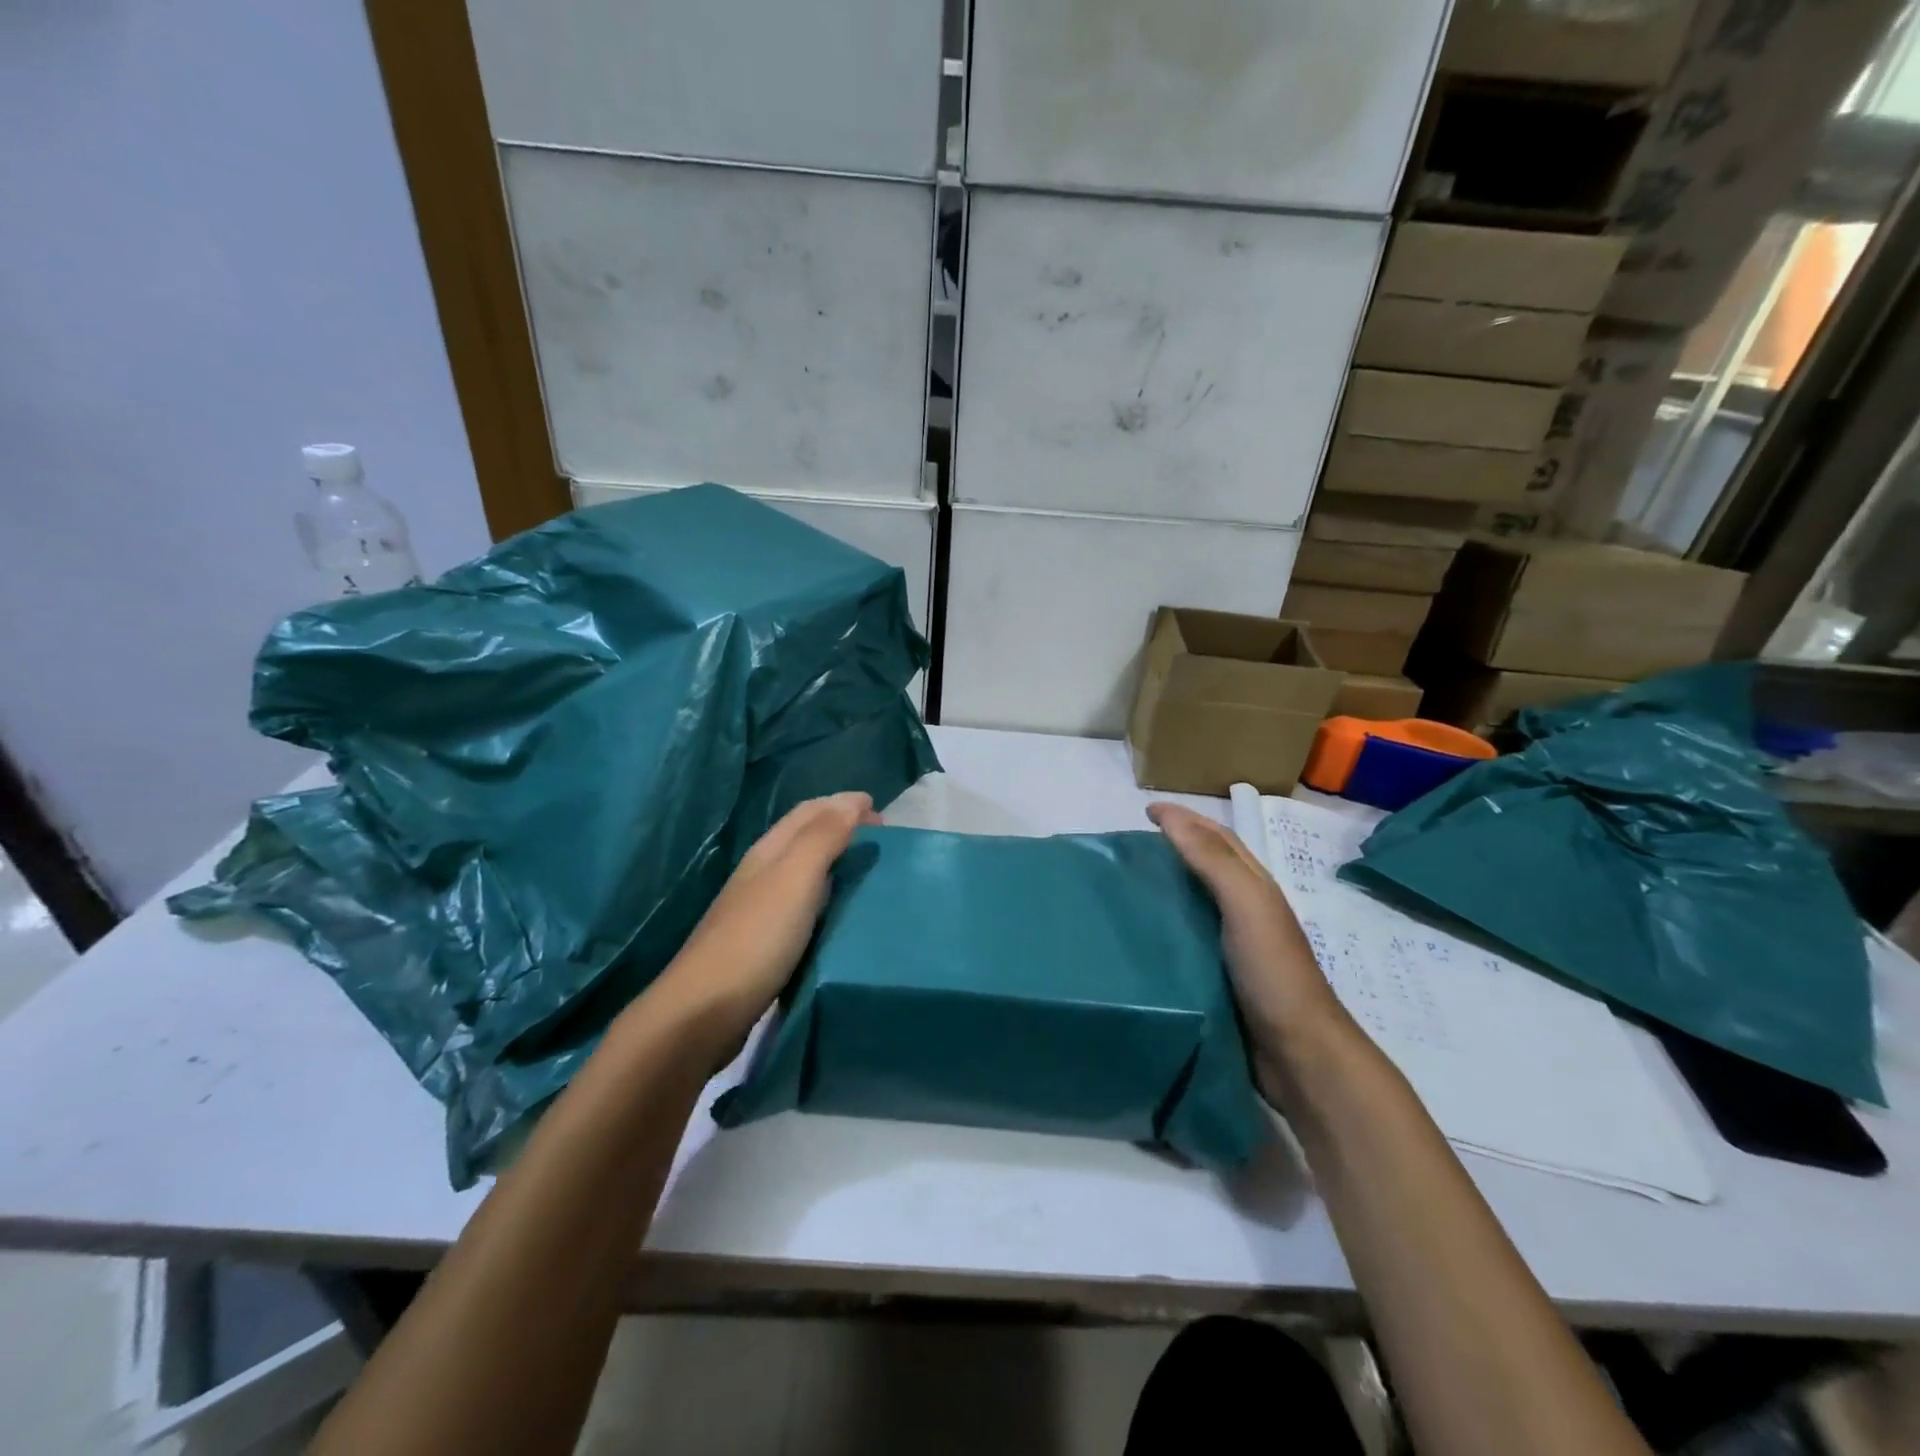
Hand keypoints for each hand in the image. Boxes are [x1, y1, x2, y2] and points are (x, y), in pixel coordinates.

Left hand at [653, 792, 880, 1053]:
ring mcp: (760, 910)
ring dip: (836, 862)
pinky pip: (804, 905)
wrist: (703, 1012)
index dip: (843, 804)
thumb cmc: (756, 937)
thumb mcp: (795, 878)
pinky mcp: (764, 943)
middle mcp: (763, 873)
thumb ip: (824, 837)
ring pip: (804, 871)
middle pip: (805, 838)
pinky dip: (828, 897)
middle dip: (843, 828)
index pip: (809, 812)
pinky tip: (841, 914)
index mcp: (769, 851)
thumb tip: (853, 801)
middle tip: (882, 840)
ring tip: (869, 872)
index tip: (882, 812)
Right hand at [1148, 803, 1350, 1086]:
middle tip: (1130, 846)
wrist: (1299, 1054)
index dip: (1185, 818)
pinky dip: (1164, 925)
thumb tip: (1171, 816)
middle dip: (1174, 845)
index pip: (1218, 837)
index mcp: (1255, 886)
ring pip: (1194, 901)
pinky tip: (1139, 933)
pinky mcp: (1218, 977)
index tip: (1145, 810)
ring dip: (1166, 885)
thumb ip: (1212, 860)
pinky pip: (1186, 938)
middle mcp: (1245, 909)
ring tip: (1126, 884)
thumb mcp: (1246, 904)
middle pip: (1207, 865)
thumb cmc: (1273, 971)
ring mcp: (1232, 945)